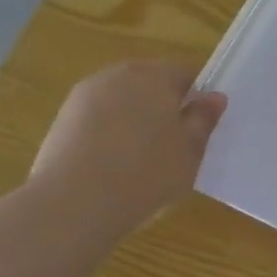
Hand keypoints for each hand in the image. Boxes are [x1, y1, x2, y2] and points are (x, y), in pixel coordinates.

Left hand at [29, 60, 225, 235]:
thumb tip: (214, 97)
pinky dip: (110, 134)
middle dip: (164, 106)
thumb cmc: (146, 172)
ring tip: (143, 158)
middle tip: (175, 143)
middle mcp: (116, 75)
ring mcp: (84, 96)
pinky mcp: (62, 121)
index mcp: (153, 75)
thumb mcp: (190, 151)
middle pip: (150, 83)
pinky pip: (98, 119)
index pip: (185, 72)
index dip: (197, 97)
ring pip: (122, 101)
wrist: (74, 203)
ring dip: (135, 120)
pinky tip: (114, 165)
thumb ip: (203, 120)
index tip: (200, 125)